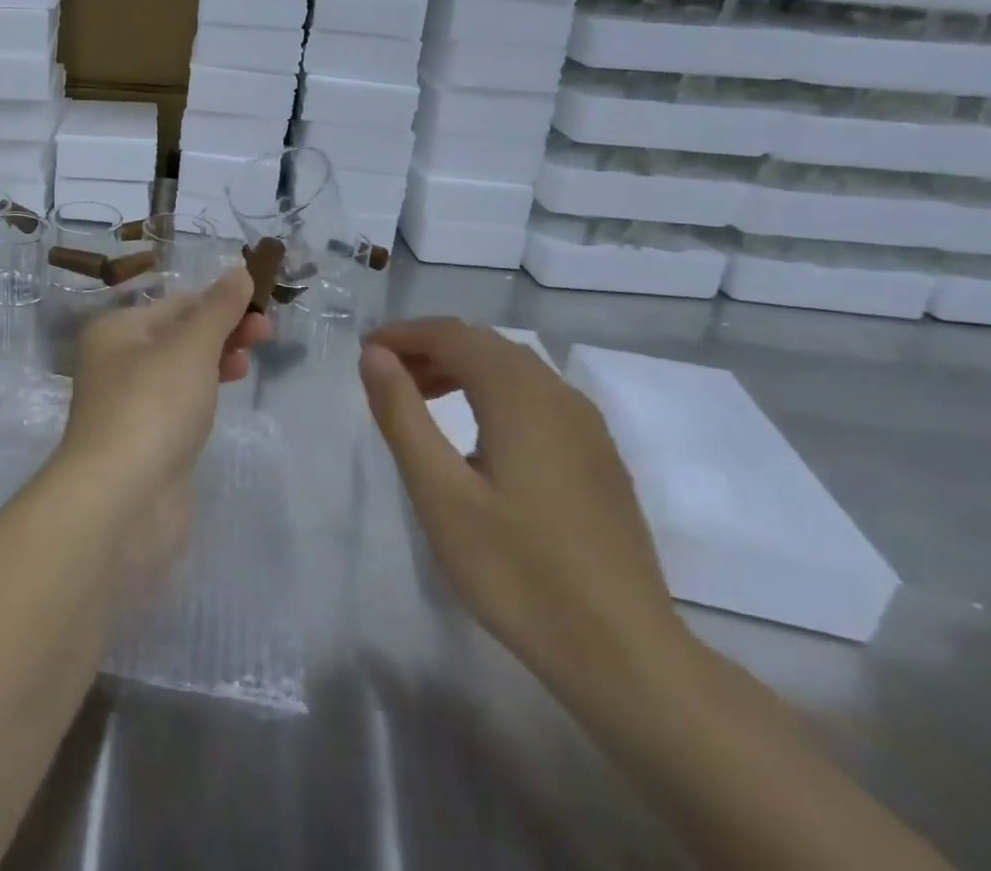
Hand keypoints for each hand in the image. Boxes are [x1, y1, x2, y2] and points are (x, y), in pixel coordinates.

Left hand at [56, 269, 269, 565]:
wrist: (120, 502)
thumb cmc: (153, 406)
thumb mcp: (190, 346)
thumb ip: (218, 309)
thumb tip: (239, 272)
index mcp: (117, 330)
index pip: (176, 304)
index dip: (221, 301)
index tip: (263, 308)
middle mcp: (116, 362)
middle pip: (178, 335)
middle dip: (223, 331)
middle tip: (266, 335)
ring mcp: (130, 405)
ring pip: (181, 370)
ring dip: (217, 360)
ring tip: (248, 365)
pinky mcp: (145, 442)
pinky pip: (179, 405)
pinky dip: (204, 394)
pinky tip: (223, 396)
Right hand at [359, 318, 686, 692]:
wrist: (626, 656)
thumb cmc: (518, 570)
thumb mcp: (440, 493)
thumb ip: (402, 414)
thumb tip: (374, 354)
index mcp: (519, 395)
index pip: (452, 335)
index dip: (404, 334)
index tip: (364, 351)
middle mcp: (558, 395)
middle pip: (484, 345)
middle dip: (430, 348)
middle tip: (386, 376)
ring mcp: (587, 427)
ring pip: (513, 369)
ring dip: (461, 369)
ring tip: (420, 400)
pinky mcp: (599, 458)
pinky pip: (536, 398)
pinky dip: (493, 393)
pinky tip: (476, 436)